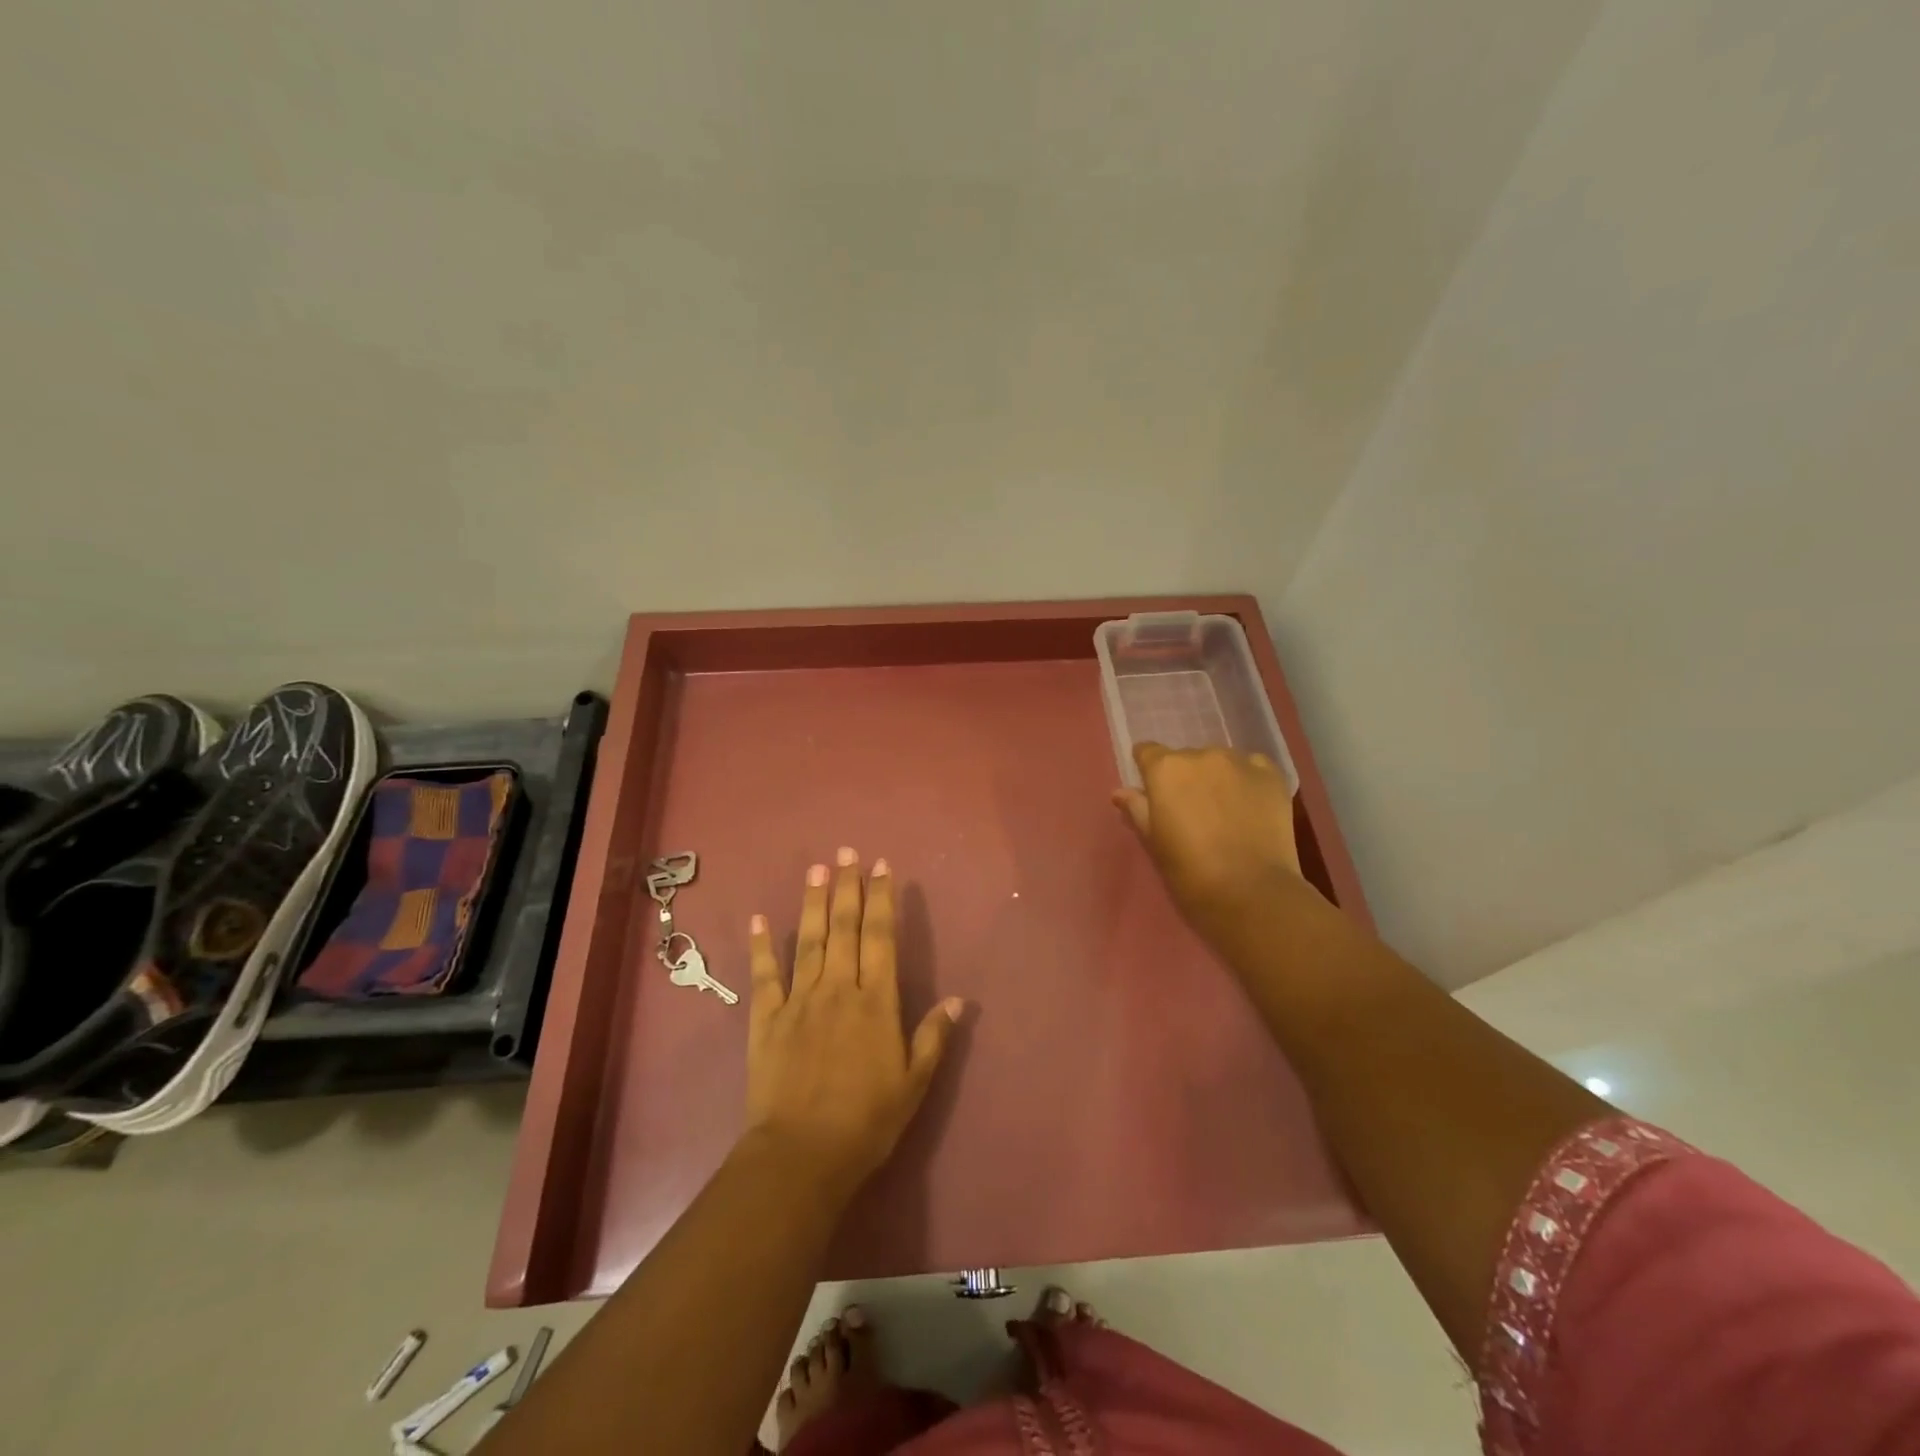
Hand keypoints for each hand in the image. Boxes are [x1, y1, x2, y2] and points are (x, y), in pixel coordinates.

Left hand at [744, 849, 962, 1198]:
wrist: (801, 1156)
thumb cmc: (865, 1122)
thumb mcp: (913, 1084)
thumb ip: (933, 1038)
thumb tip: (958, 1000)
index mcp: (876, 1002)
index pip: (880, 937)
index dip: (882, 899)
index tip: (882, 867)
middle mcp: (838, 989)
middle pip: (844, 928)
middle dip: (848, 887)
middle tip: (847, 852)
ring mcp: (799, 1001)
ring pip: (808, 940)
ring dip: (813, 902)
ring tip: (817, 868)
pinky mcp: (766, 1019)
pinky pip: (764, 975)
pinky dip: (761, 946)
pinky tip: (759, 919)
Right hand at [1113, 743, 1309, 950]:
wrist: (1250, 891)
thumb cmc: (1189, 870)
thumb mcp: (1154, 841)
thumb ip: (1137, 809)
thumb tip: (1120, 792)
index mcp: (1165, 769)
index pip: (1147, 752)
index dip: (1149, 771)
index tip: (1154, 793)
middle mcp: (1200, 755)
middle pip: (1186, 758)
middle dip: (1186, 778)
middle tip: (1193, 811)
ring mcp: (1240, 762)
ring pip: (1220, 762)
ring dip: (1218, 778)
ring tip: (1226, 811)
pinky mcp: (1272, 775)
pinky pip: (1253, 767)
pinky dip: (1248, 780)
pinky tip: (1251, 806)